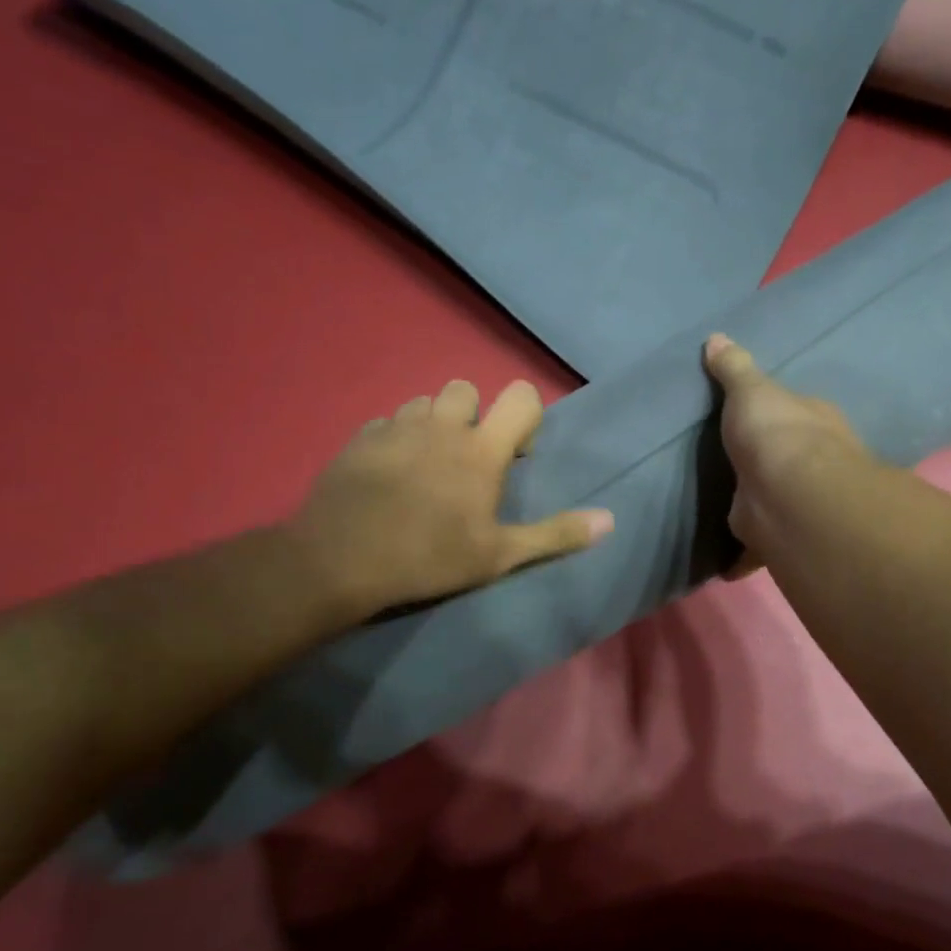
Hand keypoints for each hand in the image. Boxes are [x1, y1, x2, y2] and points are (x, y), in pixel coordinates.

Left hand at [284, 379, 612, 618]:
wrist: (340, 561)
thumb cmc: (430, 557)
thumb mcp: (500, 556)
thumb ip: (556, 534)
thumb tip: (610, 520)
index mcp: (481, 449)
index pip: (520, 396)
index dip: (526, 416)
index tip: (515, 456)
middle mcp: (442, 425)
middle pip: (467, 389)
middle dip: (474, 416)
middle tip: (467, 461)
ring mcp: (397, 428)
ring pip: (424, 403)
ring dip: (434, 424)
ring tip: (427, 467)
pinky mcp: (360, 438)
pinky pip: (387, 422)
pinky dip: (396, 439)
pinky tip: (390, 475)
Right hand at [703, 333, 865, 558]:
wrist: (789, 494)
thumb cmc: (775, 432)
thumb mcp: (750, 390)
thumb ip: (733, 369)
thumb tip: (716, 337)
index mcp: (813, 422)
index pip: (797, 413)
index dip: (779, 414)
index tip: (758, 419)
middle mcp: (814, 463)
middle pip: (790, 461)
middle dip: (771, 466)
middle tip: (741, 468)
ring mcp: (798, 502)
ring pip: (776, 505)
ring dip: (760, 510)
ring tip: (731, 511)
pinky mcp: (778, 536)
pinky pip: (756, 548)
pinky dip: (742, 557)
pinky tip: (724, 563)